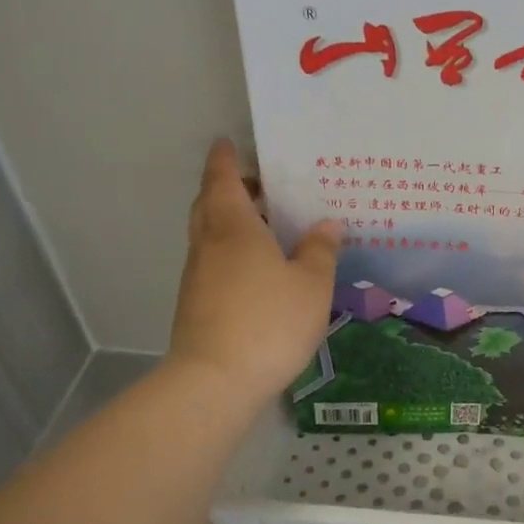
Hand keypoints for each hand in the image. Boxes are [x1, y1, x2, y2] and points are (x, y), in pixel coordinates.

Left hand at [168, 140, 339, 408]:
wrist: (215, 380)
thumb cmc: (268, 321)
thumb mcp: (310, 285)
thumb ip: (320, 251)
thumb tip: (326, 225)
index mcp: (233, 226)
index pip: (223, 178)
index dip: (226, 158)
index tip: (229, 142)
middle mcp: (209, 244)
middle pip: (211, 204)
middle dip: (231, 189)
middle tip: (263, 187)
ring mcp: (198, 275)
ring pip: (211, 234)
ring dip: (232, 222)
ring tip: (269, 227)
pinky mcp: (197, 303)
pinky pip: (215, 262)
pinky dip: (233, 253)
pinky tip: (261, 271)